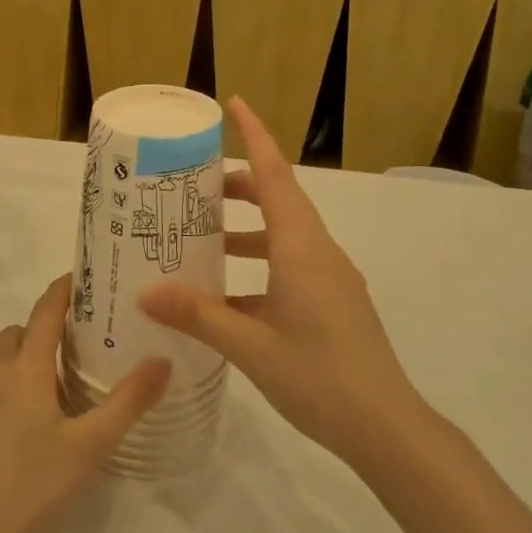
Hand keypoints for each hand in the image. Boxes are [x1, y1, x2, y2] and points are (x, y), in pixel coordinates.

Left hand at [0, 274, 168, 532]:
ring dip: (15, 363)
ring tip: (39, 398)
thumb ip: (128, 401)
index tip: (82, 281)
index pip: (46, 309)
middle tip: (70, 363)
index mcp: (24, 367)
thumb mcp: (89, 448)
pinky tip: (3, 430)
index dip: (65, 290)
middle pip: (19, 334)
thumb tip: (162, 361)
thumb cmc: (28, 488)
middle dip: (43, 337)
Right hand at [138, 97, 422, 469]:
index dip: (255, 136)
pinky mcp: (331, 303)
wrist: (386, 428)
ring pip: (284, 235)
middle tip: (195, 185)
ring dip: (247, 229)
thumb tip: (145, 290)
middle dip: (240, 185)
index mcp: (302, 248)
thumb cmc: (319, 376)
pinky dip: (258, 266)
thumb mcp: (250, 346)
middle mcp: (319, 253)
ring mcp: (329, 279)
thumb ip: (198, 314)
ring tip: (203, 237)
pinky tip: (227, 296)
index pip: (277, 175)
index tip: (234, 105)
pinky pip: (290, 267)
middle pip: (279, 200)